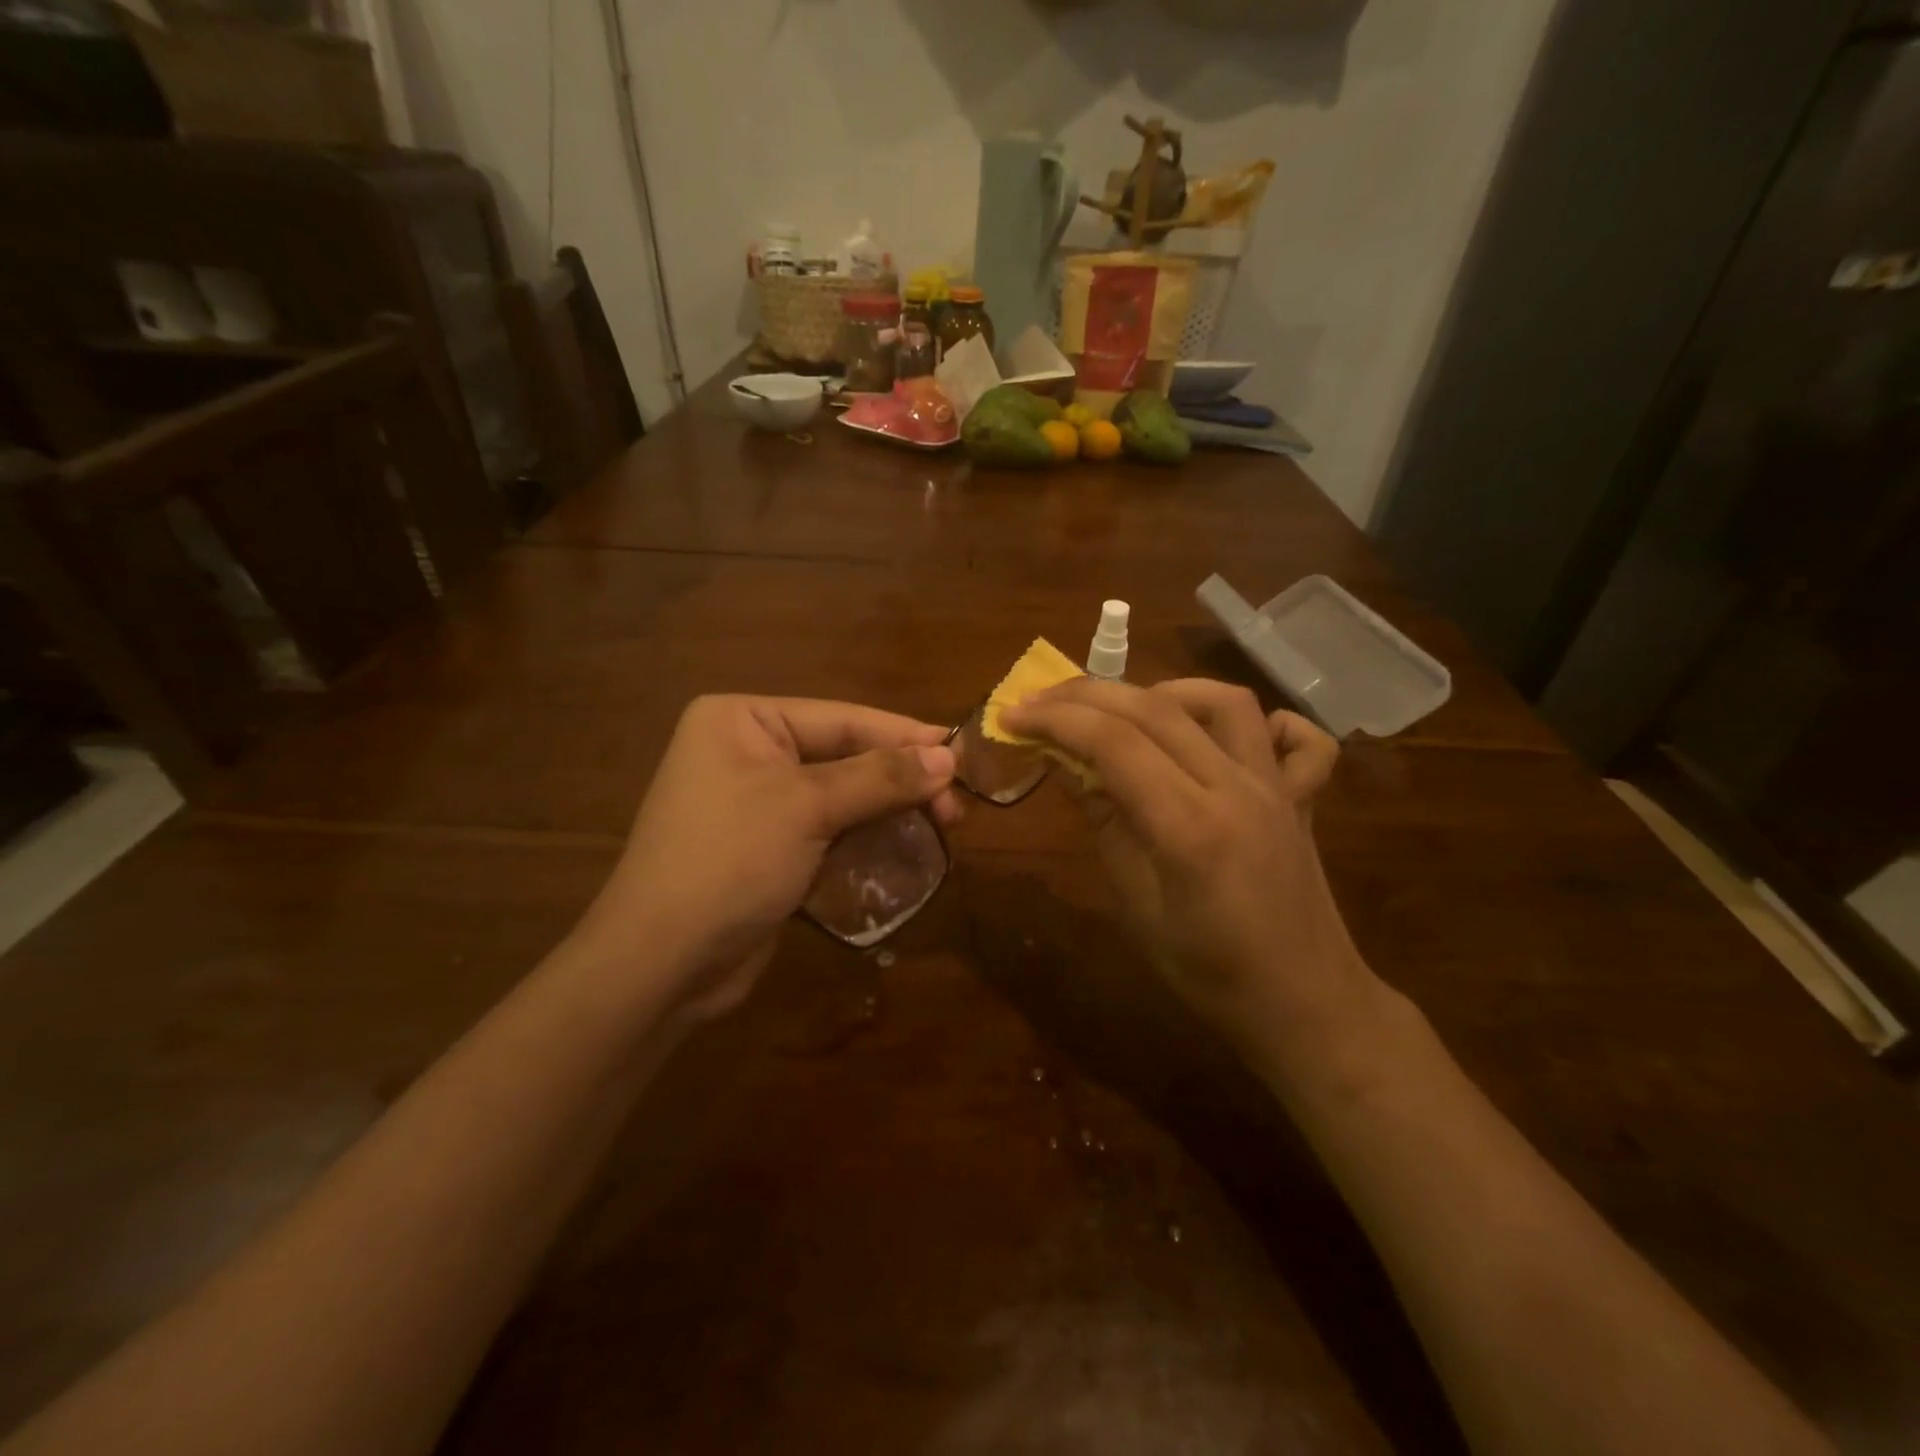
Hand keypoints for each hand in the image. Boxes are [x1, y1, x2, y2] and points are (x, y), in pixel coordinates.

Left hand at [572, 696, 960, 1025]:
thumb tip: (948, 755)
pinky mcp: (769, 847)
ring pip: (843, 796)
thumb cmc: (729, 862)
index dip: (905, 736)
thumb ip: (880, 777)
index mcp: (743, 720)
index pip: (842, 718)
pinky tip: (905, 850)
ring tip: (944, 827)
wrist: (661, 964)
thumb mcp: (807, 807)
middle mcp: (748, 751)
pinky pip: (829, 830)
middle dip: (900, 781)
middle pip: (845, 756)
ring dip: (890, 812)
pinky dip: (866, 839)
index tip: (963, 753)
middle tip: (955, 808)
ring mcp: (757, 802)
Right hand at [1001, 678, 1382, 1078]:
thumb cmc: (1209, 972)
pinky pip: (1295, 737)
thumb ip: (1106, 824)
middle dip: (1086, 695)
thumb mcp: (1137, 906)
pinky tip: (1218, 735)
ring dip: (1163, 691)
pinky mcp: (1301, 796)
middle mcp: (1236, 789)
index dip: (1054, 720)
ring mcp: (1277, 787)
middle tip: (1040, 701)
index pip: (1113, 743)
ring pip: (1223, 702)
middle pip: (1155, 709)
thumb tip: (1067, 764)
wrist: (1305, 1005)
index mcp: (1189, 828)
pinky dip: (1257, 720)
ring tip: (1122, 711)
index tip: (1011, 715)